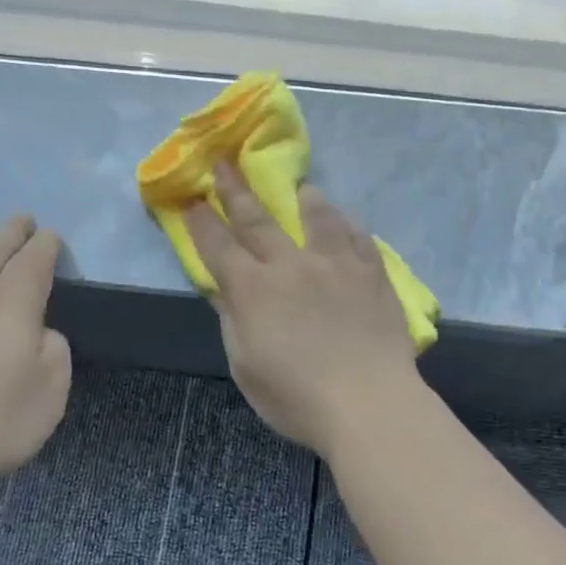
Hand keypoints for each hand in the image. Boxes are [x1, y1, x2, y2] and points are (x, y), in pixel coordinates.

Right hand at [187, 162, 421, 458]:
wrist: (368, 402)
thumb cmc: (296, 398)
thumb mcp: (246, 366)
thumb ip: (234, 320)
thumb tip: (224, 288)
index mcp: (254, 290)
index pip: (219, 248)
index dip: (202, 223)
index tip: (192, 200)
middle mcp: (292, 265)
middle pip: (259, 220)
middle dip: (237, 190)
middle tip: (225, 163)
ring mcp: (336, 265)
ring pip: (318, 218)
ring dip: (305, 200)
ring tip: (303, 188)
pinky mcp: (372, 274)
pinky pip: (360, 237)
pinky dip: (349, 224)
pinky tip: (347, 220)